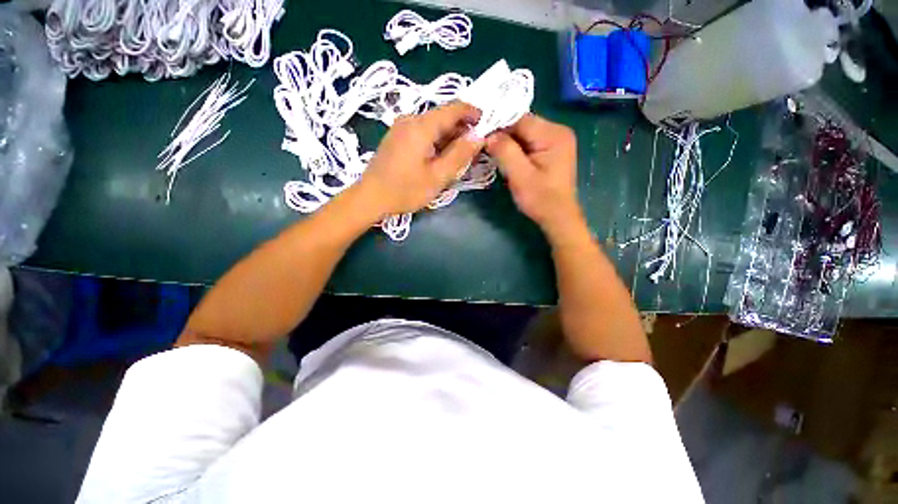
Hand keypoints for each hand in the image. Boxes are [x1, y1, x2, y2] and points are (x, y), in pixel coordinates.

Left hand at [354, 102, 483, 217]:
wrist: (370, 197)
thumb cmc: (405, 190)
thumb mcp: (438, 176)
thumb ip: (460, 155)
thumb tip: (478, 136)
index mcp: (421, 126)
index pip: (454, 108)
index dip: (473, 113)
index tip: (487, 124)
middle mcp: (411, 120)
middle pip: (443, 116)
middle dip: (462, 129)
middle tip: (475, 147)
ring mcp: (401, 128)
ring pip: (433, 125)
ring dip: (450, 137)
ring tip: (461, 155)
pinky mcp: (397, 137)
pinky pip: (423, 132)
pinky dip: (437, 141)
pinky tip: (442, 156)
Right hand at [485, 114, 581, 235]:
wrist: (558, 217)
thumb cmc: (540, 199)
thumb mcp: (519, 176)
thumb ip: (504, 151)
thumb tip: (488, 134)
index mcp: (553, 134)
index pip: (520, 120)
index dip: (498, 126)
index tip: (480, 136)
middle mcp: (558, 131)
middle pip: (523, 125)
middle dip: (503, 135)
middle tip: (484, 146)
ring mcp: (556, 140)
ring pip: (524, 134)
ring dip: (508, 143)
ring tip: (493, 153)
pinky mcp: (551, 150)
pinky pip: (529, 142)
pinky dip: (516, 149)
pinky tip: (506, 158)